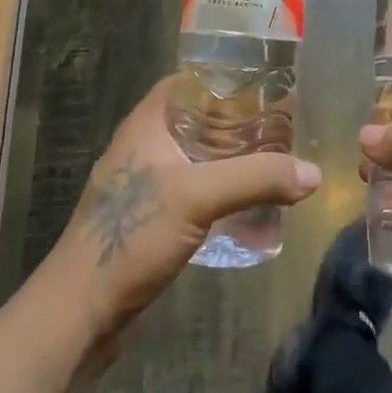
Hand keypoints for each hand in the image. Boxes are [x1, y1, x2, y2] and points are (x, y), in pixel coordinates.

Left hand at [45, 76, 321, 344]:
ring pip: (197, 159)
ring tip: (273, 164)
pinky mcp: (149, 220)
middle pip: (198, 121)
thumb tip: (314, 174)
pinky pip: (194, 192)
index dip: (224, 79)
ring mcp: (144, 185)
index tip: (264, 86)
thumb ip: (256, 179)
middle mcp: (144, 147)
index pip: (188, 82)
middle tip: (280, 128)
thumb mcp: (197, 197)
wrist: (78, 313)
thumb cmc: (131, 237)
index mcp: (147, 125)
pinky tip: (248, 207)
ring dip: (231, 161)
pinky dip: (221, 192)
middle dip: (238, 124)